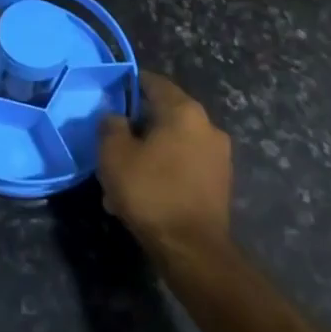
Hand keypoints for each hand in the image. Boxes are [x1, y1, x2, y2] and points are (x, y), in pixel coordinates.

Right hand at [98, 72, 232, 257]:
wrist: (191, 249)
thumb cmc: (150, 191)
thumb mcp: (114, 154)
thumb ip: (111, 126)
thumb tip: (116, 117)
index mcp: (184, 111)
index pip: (154, 82)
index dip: (129, 85)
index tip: (110, 95)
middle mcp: (207, 126)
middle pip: (165, 114)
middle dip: (138, 126)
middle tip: (113, 141)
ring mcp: (218, 156)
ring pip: (173, 143)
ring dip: (150, 152)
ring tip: (125, 175)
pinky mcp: (220, 183)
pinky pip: (185, 165)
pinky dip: (165, 171)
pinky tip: (145, 193)